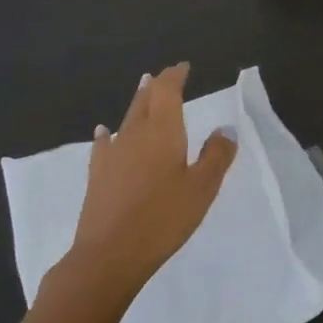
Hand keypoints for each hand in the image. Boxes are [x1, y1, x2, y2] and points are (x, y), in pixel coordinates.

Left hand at [63, 63, 236, 299]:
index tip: (183, 67)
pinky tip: (104, 132)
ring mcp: (113, 154)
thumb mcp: (202, 188)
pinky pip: (105, 144)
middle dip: (156, 86)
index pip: (167, 91)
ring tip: (142, 91)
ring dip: (137, 103)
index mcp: (163, 131)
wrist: (108, 255)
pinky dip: (108, 133)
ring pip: (126, 119)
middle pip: (145, 100)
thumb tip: (225, 128)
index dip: (174, 76)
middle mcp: (135, 134)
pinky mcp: (97, 175)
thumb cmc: (163, 218)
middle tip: (163, 76)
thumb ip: (216, 155)